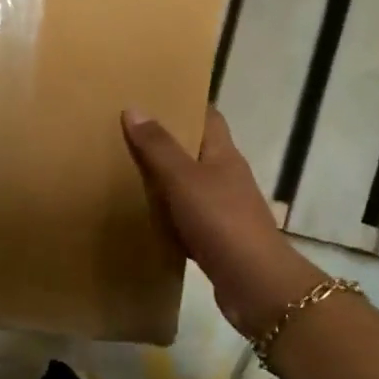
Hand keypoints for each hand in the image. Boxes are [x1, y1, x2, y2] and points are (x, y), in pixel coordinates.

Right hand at [123, 107, 328, 338]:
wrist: (254, 283)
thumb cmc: (221, 221)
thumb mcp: (184, 179)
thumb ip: (159, 147)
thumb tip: (134, 108)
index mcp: (224, 154)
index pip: (208, 116)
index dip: (184, 103)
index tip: (153, 96)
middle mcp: (226, 177)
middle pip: (195, 150)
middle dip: (166, 140)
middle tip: (126, 132)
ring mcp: (223, 209)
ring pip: (188, 185)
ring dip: (163, 179)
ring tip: (124, 169)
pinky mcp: (215, 238)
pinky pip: (184, 218)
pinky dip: (165, 215)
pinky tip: (141, 216)